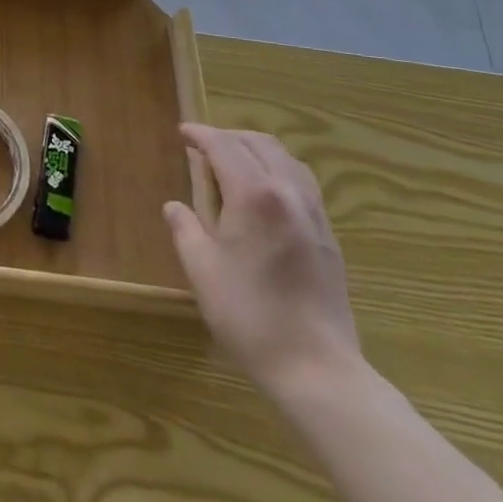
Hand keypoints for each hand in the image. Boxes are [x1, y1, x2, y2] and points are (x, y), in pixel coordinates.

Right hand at [163, 124, 360, 401]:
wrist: (316, 369)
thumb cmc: (249, 315)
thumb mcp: (202, 269)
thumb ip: (185, 228)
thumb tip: (174, 206)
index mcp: (254, 195)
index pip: (225, 146)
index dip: (201, 134)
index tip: (182, 132)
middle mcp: (288, 193)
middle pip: (260, 144)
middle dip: (229, 137)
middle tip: (203, 146)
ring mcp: (314, 214)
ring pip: (286, 159)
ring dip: (256, 150)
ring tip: (233, 163)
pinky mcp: (328, 236)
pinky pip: (302, 182)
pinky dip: (278, 170)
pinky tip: (263, 193)